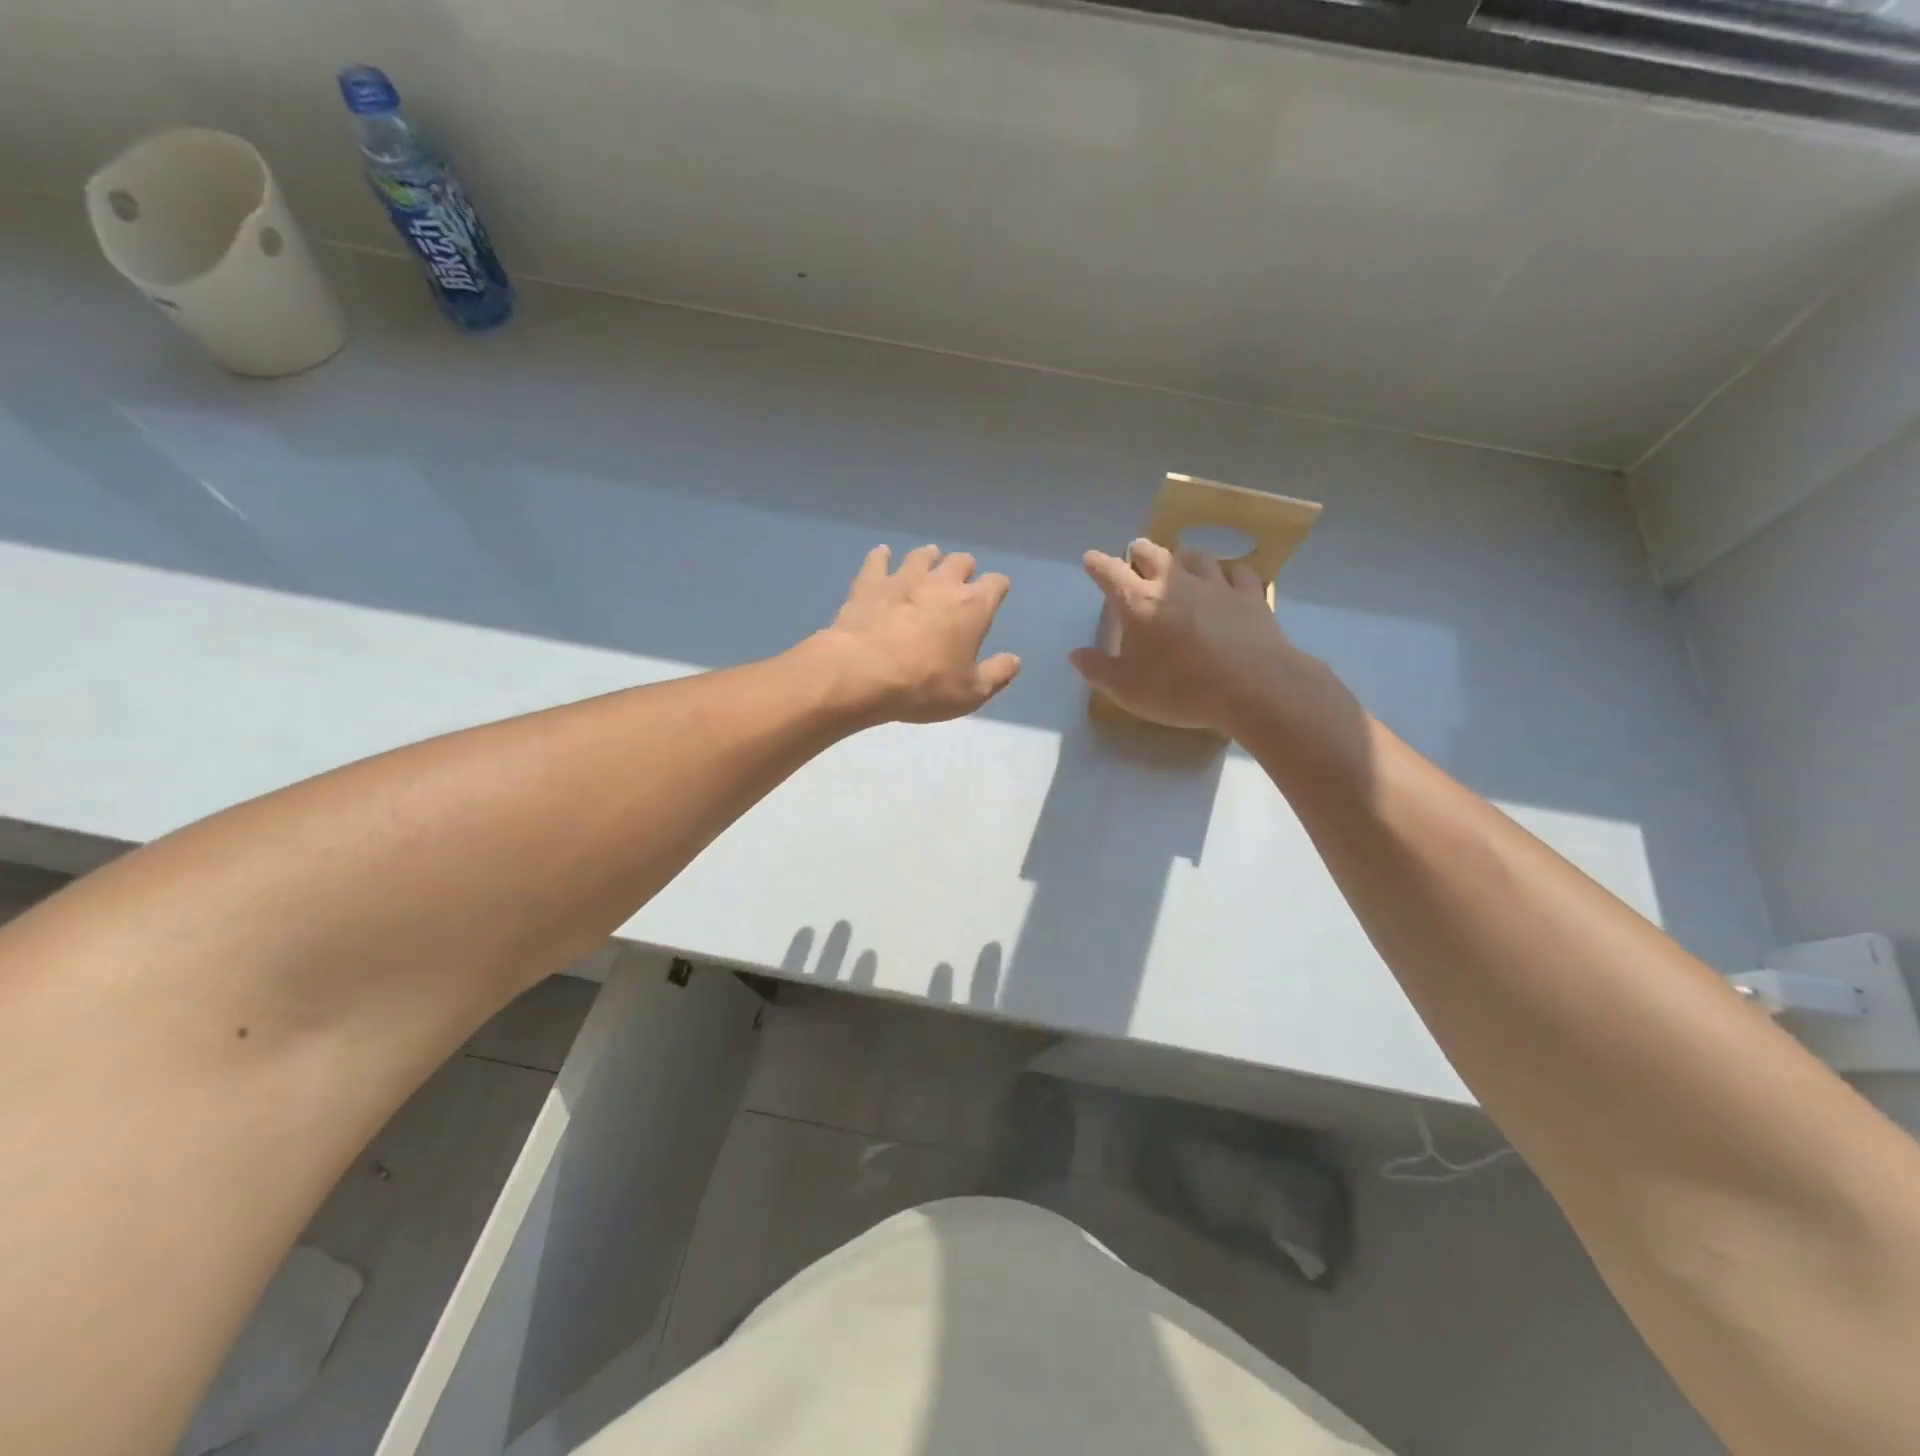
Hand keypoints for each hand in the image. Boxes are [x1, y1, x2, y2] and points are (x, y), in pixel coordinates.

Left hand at [811, 544, 1020, 724]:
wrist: (864, 673)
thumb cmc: (924, 686)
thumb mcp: (971, 693)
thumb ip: (997, 674)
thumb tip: (1014, 660)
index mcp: (974, 606)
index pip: (996, 584)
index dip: (997, 589)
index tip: (993, 598)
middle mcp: (943, 583)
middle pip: (961, 561)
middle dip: (963, 570)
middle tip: (958, 584)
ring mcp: (904, 578)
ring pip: (923, 555)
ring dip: (928, 559)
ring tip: (927, 566)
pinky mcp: (870, 582)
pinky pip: (878, 559)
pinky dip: (882, 557)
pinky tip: (882, 557)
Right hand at [1069, 539, 1312, 734]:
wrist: (1254, 686)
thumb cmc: (1182, 689)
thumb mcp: (1129, 690)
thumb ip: (1099, 670)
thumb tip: (1076, 655)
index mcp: (1139, 603)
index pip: (1110, 573)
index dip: (1097, 564)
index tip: (1090, 559)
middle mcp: (1174, 583)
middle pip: (1152, 553)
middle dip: (1138, 551)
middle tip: (1134, 554)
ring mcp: (1215, 585)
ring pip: (1195, 556)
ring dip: (1181, 555)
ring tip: (1179, 560)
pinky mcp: (1249, 595)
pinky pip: (1237, 573)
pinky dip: (1228, 572)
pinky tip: (1228, 578)